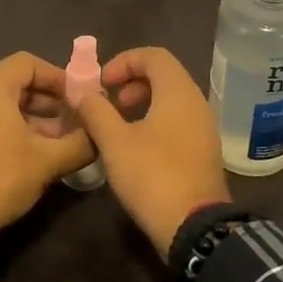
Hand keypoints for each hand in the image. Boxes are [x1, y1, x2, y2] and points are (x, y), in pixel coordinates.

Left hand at [0, 52, 95, 251]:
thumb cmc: (1, 178)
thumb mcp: (49, 160)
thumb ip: (81, 143)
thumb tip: (101, 137)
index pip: (27, 62)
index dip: (56, 75)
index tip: (77, 96)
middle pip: (15, 83)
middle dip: (47, 99)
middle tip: (72, 119)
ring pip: (1, 105)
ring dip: (32, 117)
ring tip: (58, 140)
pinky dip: (11, 128)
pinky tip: (31, 154)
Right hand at [66, 47, 230, 257]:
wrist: (194, 226)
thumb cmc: (152, 175)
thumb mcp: (114, 141)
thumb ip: (95, 110)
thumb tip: (78, 89)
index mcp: (178, 91)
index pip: (153, 55)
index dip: (123, 62)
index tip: (101, 84)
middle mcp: (197, 102)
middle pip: (164, 75)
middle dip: (131, 83)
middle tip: (108, 104)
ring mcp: (204, 127)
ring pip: (171, 99)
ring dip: (143, 103)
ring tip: (118, 126)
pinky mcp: (204, 150)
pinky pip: (179, 120)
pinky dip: (156, 120)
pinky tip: (136, 147)